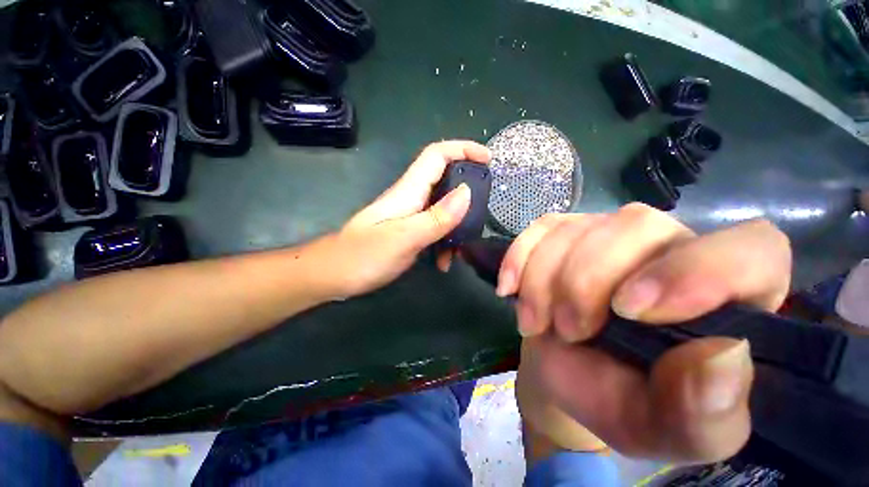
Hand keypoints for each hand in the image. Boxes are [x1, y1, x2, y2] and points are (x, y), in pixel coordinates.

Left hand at [325, 140, 490, 297]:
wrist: (335, 275)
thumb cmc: (364, 256)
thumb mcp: (404, 238)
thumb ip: (436, 217)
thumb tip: (467, 193)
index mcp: (409, 191)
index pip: (437, 155)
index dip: (463, 149)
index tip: (488, 159)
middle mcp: (412, 198)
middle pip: (445, 179)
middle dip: (468, 189)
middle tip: (485, 209)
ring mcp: (410, 216)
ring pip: (443, 208)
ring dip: (458, 224)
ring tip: (464, 246)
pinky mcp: (410, 232)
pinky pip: (435, 229)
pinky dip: (445, 242)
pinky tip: (445, 262)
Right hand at [503, 204, 790, 461]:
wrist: (563, 373)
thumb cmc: (620, 402)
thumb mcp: (665, 431)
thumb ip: (705, 413)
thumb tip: (723, 357)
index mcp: (726, 299)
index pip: (751, 250)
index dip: (699, 269)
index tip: (630, 310)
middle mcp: (670, 249)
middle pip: (635, 226)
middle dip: (585, 282)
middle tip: (565, 330)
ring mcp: (608, 234)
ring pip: (577, 229)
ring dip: (543, 280)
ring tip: (536, 324)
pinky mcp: (563, 233)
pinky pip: (539, 228)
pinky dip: (519, 258)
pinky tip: (510, 289)